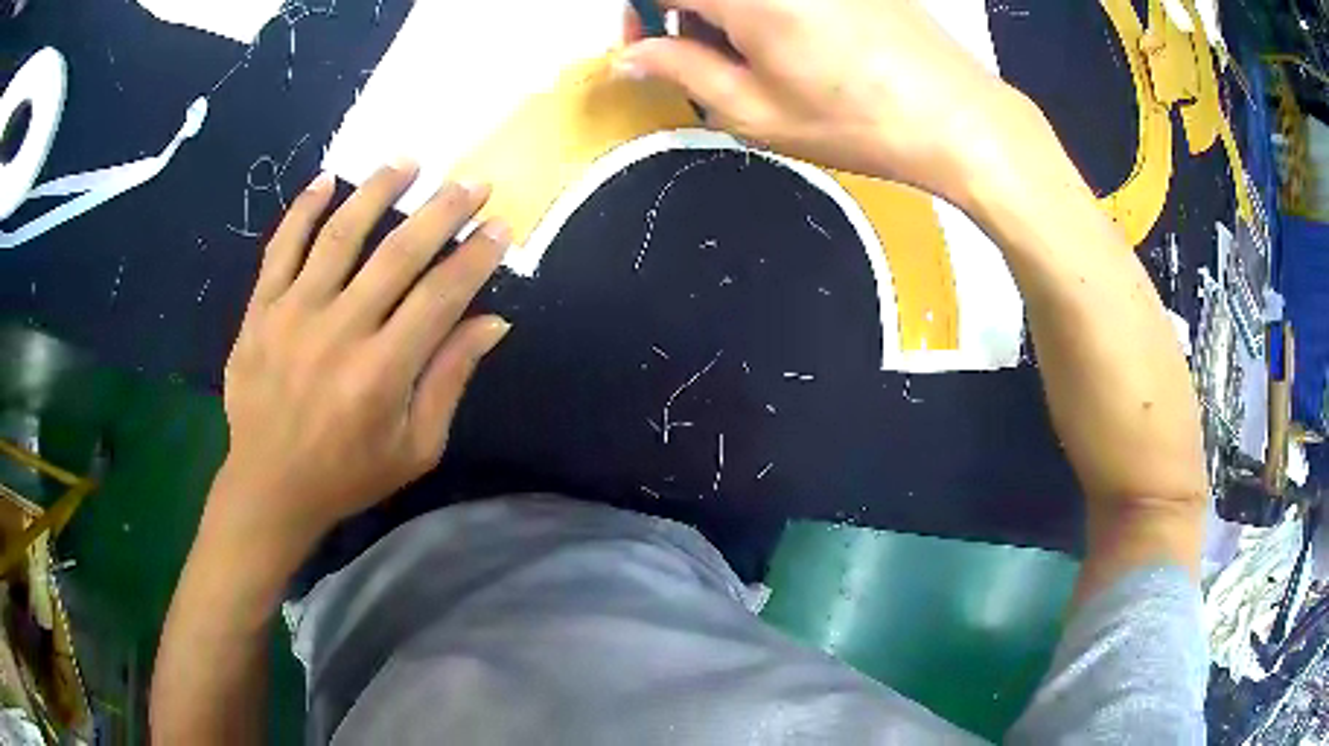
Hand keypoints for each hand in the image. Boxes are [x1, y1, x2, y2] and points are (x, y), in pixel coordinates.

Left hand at [212, 163, 510, 549]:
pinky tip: (327, 180)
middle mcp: (339, 331)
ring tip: (408, 162)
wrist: (269, 486)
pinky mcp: (260, 310)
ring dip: (377, 191)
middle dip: (442, 211)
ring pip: (340, 234)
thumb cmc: (348, 474)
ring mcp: (292, 314)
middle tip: (471, 183)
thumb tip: (492, 322)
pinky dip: (304, 209)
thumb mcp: (415, 448)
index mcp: (382, 373)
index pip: (441, 295)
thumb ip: (450, 380)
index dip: (476, 256)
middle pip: (398, 254)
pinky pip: (281, 247)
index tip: (500, 227)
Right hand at [619, 0, 1017, 199]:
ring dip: (724, 12)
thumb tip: (631, 54)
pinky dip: (764, 9)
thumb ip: (680, 71)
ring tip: (749, 59)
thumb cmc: (855, 122)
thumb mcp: (754, 110)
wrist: (958, 117)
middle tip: (696, 59)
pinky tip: (789, 40)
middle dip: (682, 13)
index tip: (645, 47)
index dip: (639, 14)